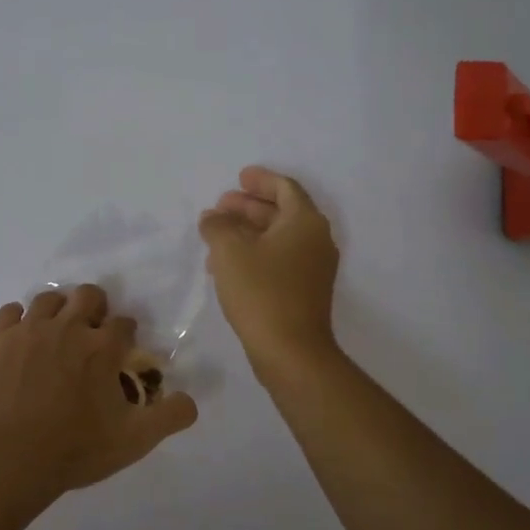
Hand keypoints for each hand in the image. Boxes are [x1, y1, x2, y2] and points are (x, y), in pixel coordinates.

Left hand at [0, 285, 199, 499]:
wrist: (9, 457)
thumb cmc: (75, 448)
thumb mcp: (134, 440)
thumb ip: (170, 416)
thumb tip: (191, 401)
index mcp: (103, 347)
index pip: (124, 323)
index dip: (126, 334)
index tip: (121, 350)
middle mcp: (69, 327)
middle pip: (89, 295)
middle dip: (95, 308)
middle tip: (90, 333)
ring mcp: (30, 329)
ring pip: (49, 298)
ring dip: (58, 310)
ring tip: (56, 333)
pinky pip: (10, 311)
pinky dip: (19, 320)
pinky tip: (22, 338)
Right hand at [199, 166, 340, 368]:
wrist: (291, 352)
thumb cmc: (261, 292)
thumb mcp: (229, 251)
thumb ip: (218, 226)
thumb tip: (213, 218)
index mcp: (305, 222)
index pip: (285, 188)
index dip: (260, 180)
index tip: (239, 177)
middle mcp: (316, 240)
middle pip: (282, 212)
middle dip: (249, 206)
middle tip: (220, 206)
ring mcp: (314, 268)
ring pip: (279, 238)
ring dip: (248, 232)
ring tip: (216, 235)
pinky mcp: (305, 292)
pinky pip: (280, 260)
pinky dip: (256, 253)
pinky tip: (227, 265)